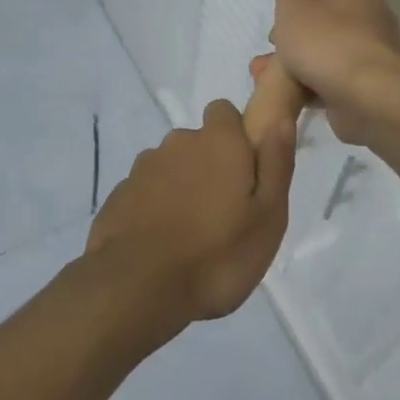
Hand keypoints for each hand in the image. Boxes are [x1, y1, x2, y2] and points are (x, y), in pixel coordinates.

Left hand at [85, 100, 296, 327]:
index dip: (235, 135)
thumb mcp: (268, 217)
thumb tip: (281, 119)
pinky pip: (145, 192)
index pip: (224, 111)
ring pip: (170, 167)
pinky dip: (154, 208)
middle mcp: (177, 143)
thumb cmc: (217, 254)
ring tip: (191, 235)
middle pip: (197, 142)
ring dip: (181, 188)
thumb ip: (276, 163)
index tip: (244, 171)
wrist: (138, 287)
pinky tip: (161, 244)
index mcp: (217, 142)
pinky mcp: (119, 195)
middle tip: (223, 214)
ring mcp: (143, 168)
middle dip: (209, 166)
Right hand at [257, 0, 399, 145]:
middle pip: (325, 24)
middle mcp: (374, 17)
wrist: (365, 98)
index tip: (282, 19)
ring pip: (325, 55)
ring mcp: (373, 54)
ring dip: (297, 65)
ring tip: (268, 76)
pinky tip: (288, 95)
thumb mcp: (293, 5)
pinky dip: (310, 87)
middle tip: (272, 50)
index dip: (303, 1)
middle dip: (295, 39)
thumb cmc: (327, 42)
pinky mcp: (369, 86)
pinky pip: (332, 82)